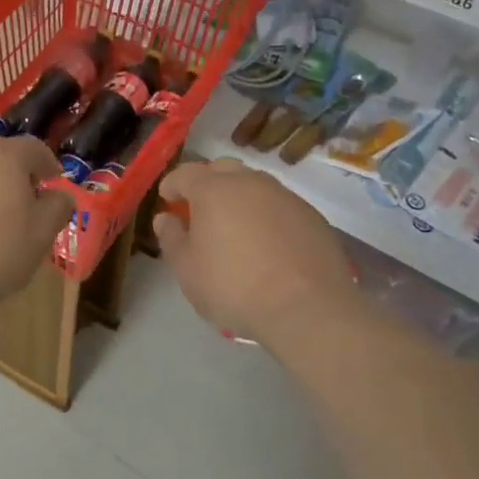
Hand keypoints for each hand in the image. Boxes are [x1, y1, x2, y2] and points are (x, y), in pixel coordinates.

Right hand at [152, 158, 360, 348]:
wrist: (308, 309)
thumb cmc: (234, 287)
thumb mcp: (188, 270)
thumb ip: (172, 238)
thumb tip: (166, 218)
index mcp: (213, 190)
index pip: (185, 173)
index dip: (172, 184)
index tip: (167, 199)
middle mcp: (250, 182)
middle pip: (223, 169)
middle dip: (207, 182)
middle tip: (200, 208)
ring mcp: (285, 196)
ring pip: (255, 184)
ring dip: (240, 196)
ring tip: (235, 225)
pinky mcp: (312, 216)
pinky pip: (280, 205)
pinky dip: (267, 214)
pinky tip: (268, 242)